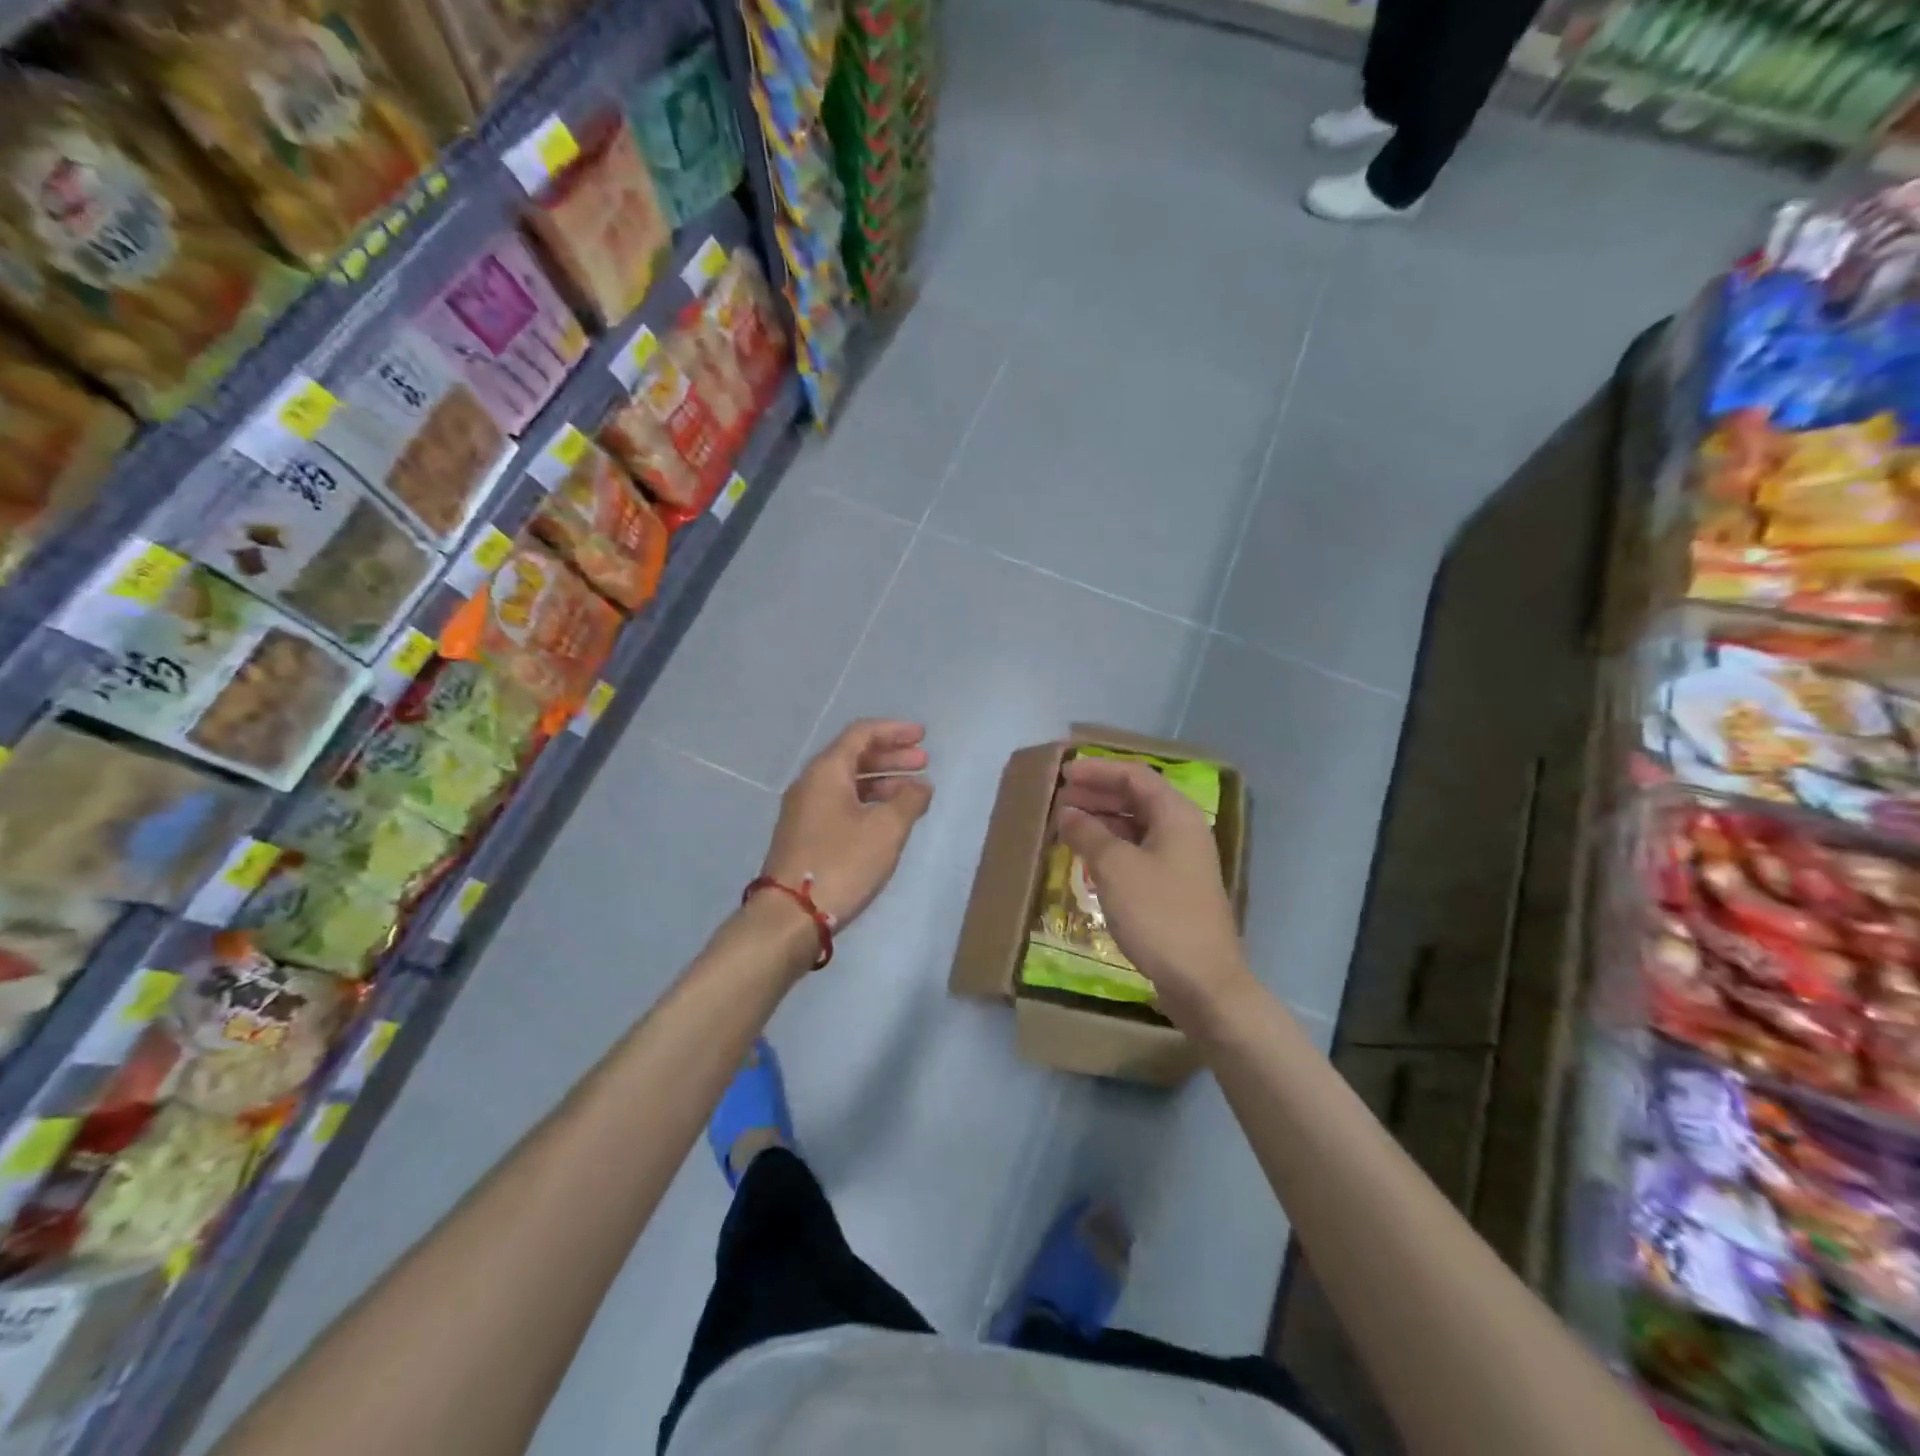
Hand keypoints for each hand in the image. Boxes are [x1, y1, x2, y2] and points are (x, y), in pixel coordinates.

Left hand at [760, 719, 933, 930]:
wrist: (789, 915)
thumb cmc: (841, 864)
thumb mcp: (886, 830)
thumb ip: (908, 801)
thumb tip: (921, 786)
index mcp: (826, 771)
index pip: (861, 734)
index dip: (894, 731)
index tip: (922, 736)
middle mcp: (811, 784)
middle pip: (854, 756)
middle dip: (891, 756)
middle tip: (923, 762)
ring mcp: (804, 811)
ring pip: (848, 783)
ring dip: (881, 781)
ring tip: (913, 792)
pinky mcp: (805, 835)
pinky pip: (841, 804)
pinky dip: (868, 802)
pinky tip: (888, 819)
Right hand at [1054, 757, 1254, 1030]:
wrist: (1203, 981)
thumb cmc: (1159, 914)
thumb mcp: (1115, 868)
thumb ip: (1088, 833)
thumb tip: (1068, 812)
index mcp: (1176, 815)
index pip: (1134, 776)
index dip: (1097, 770)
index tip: (1064, 774)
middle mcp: (1183, 830)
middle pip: (1137, 798)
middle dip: (1097, 794)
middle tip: (1060, 799)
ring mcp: (1181, 861)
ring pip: (1137, 826)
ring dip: (1102, 821)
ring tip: (1067, 826)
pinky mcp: (1174, 888)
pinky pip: (1139, 852)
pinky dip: (1112, 848)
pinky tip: (1088, 858)